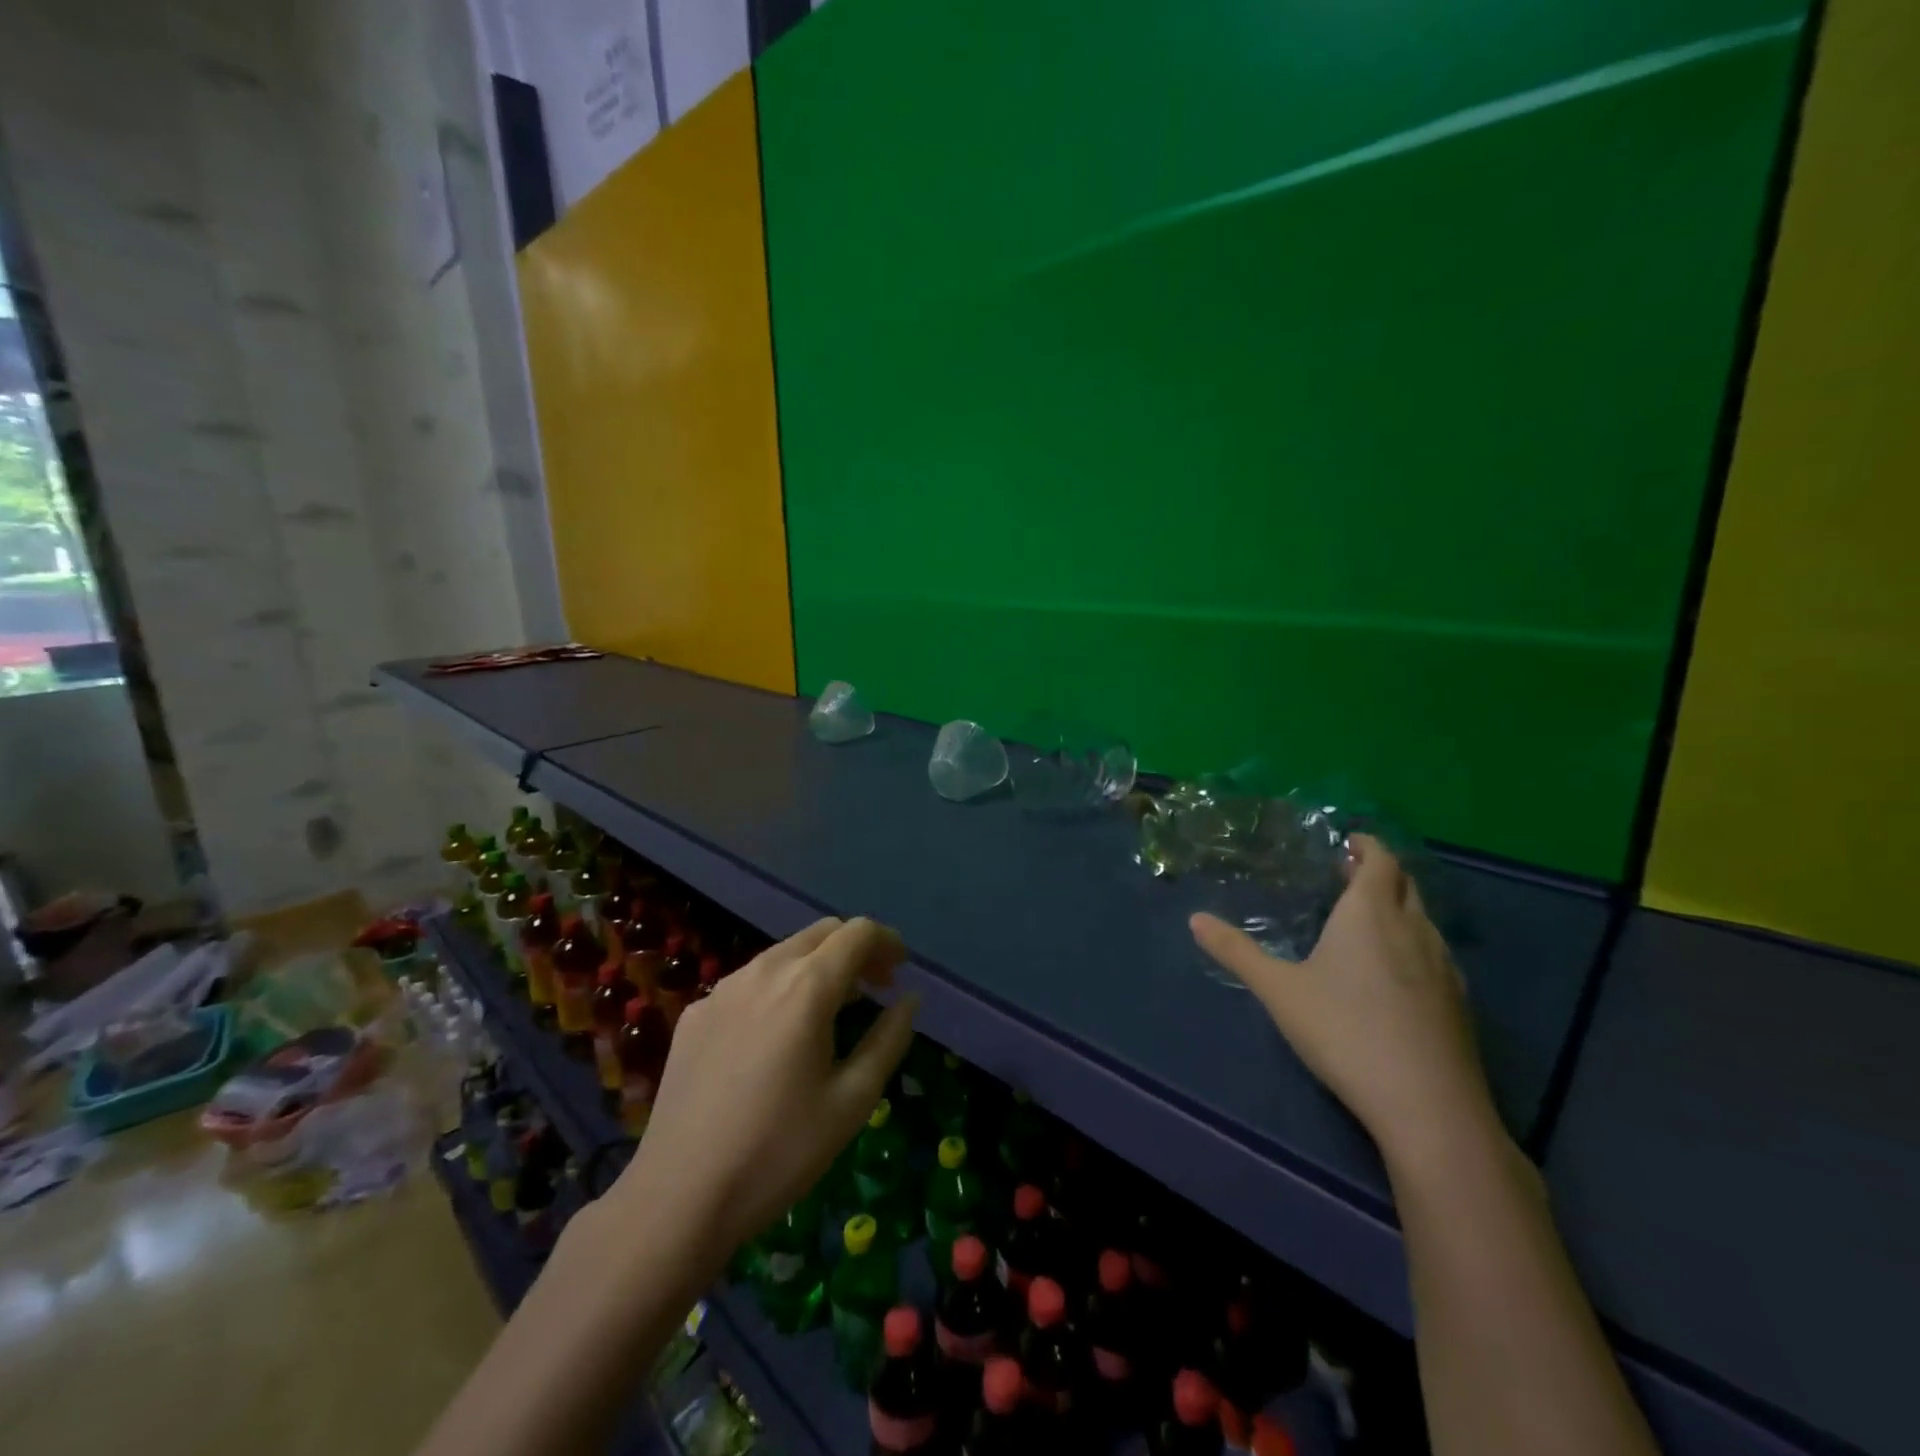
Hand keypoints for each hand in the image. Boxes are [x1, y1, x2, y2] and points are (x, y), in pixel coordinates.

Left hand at [605, 917, 917, 1273]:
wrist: (679, 1196)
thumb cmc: (780, 1151)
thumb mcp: (853, 1101)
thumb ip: (889, 1039)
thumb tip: (908, 1000)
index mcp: (807, 987)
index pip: (858, 933)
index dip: (887, 941)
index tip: (901, 969)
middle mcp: (764, 971)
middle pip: (821, 932)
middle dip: (855, 949)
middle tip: (875, 987)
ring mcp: (723, 989)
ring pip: (784, 953)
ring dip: (817, 966)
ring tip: (832, 1010)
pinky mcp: (696, 1013)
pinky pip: (750, 981)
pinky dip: (780, 987)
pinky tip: (778, 1036)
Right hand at [1190, 835, 1496, 1169]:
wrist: (1428, 1106)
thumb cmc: (1345, 1031)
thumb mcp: (1278, 990)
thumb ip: (1236, 951)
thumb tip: (1194, 919)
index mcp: (1371, 913)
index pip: (1380, 860)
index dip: (1366, 845)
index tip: (1348, 842)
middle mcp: (1414, 929)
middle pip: (1405, 884)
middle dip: (1380, 872)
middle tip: (1349, 874)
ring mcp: (1444, 966)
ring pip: (1423, 919)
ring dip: (1398, 906)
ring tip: (1368, 918)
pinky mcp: (1459, 1003)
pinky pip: (1435, 952)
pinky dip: (1413, 942)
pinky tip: (1395, 972)